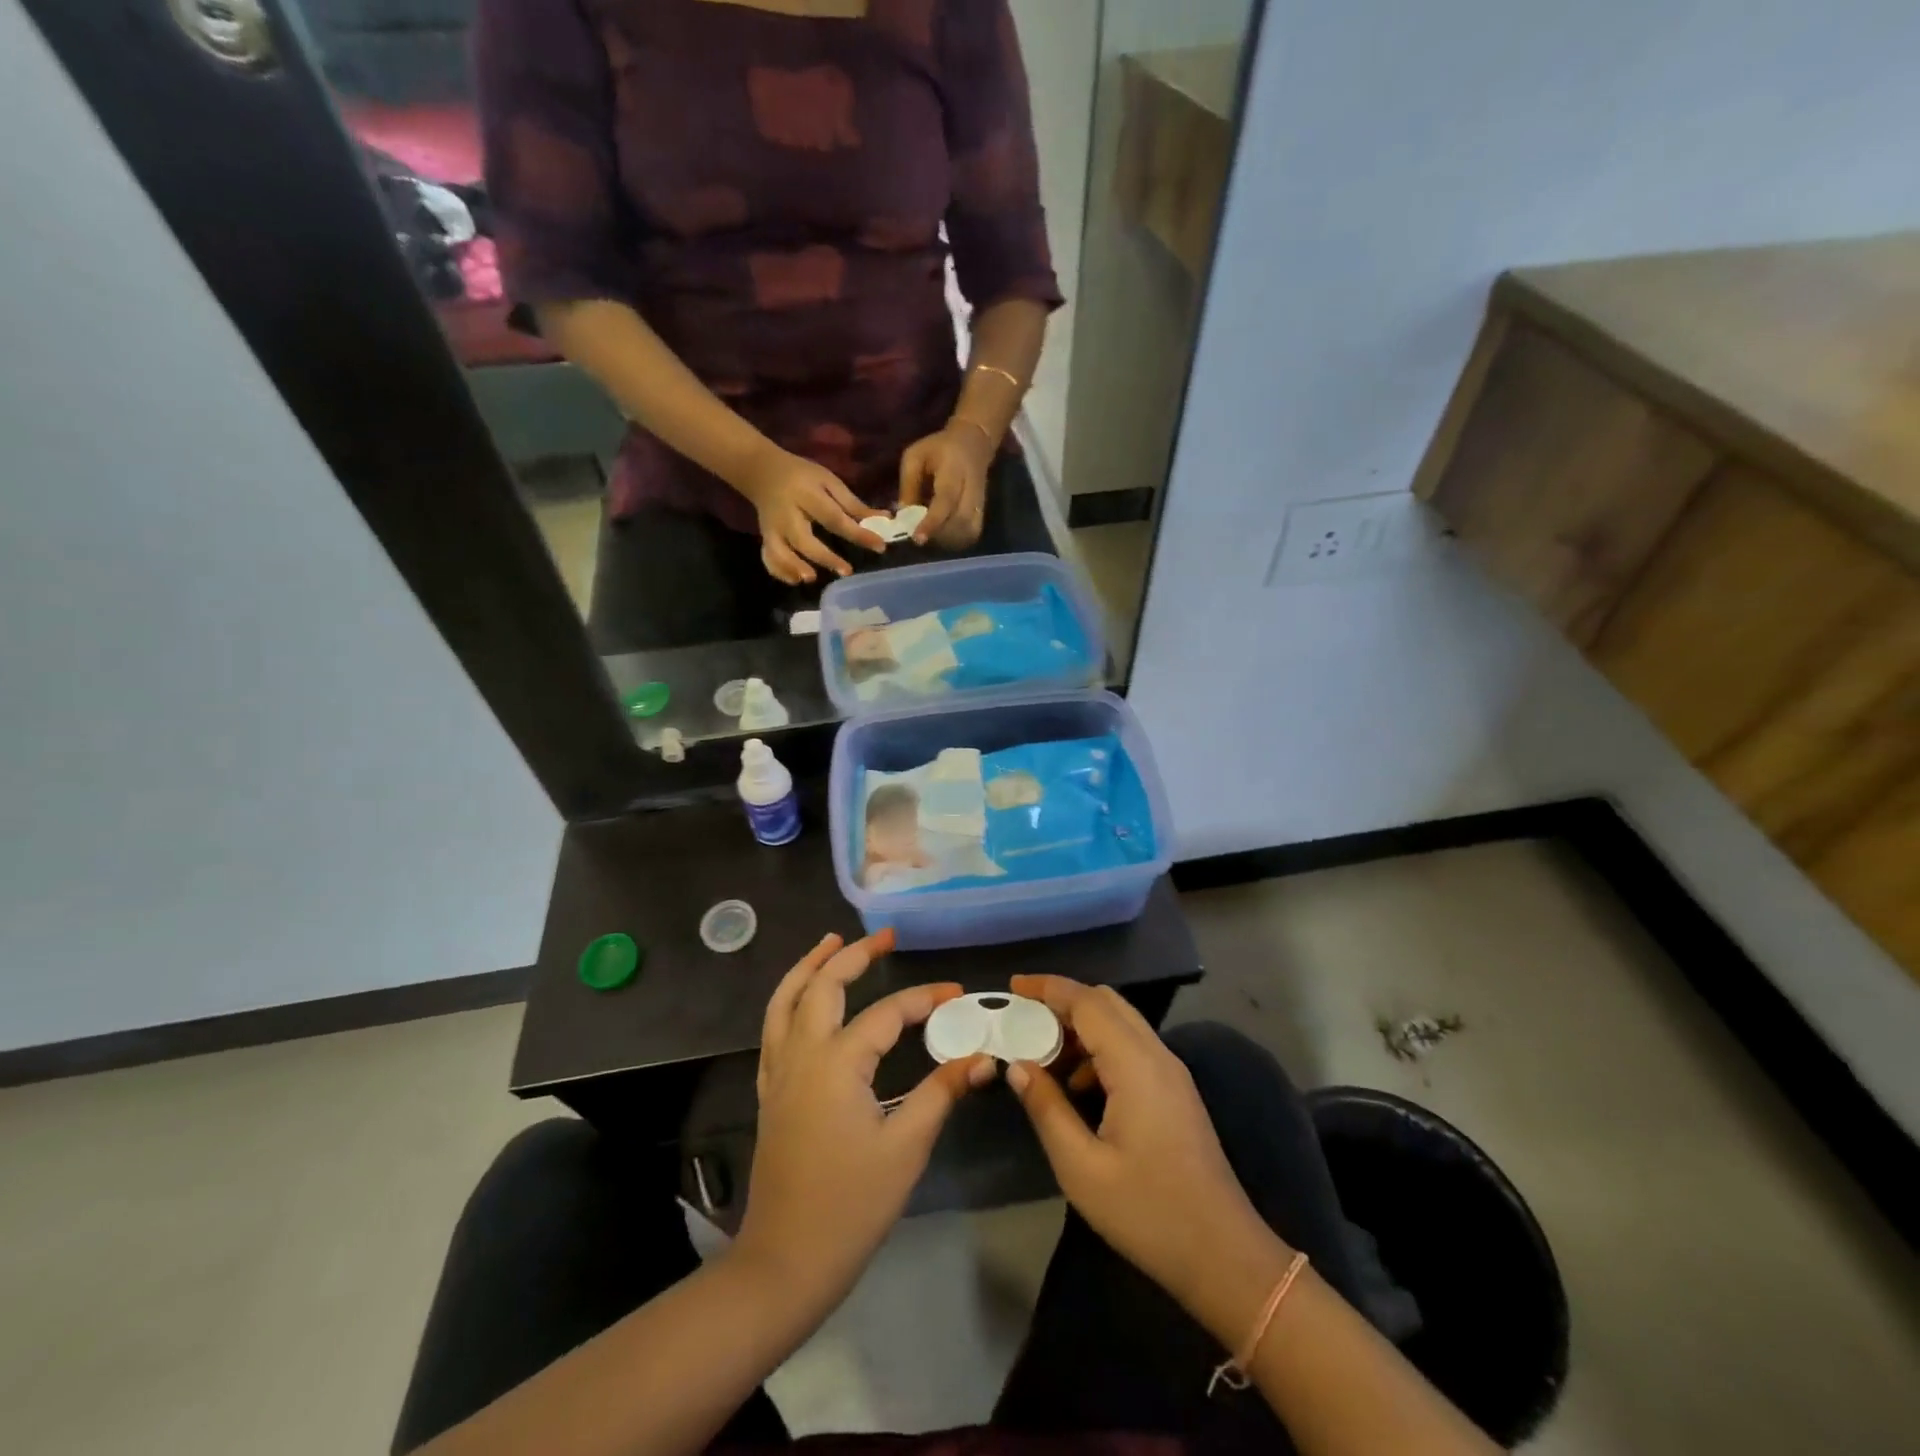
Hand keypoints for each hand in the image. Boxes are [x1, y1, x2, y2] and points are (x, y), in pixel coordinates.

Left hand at [733, 931, 995, 1316]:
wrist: (786, 1261)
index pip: (887, 1014)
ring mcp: (779, 1072)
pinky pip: (773, 1028)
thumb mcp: (906, 1148)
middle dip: (854, 954)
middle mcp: (803, 1054)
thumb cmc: (851, 1206)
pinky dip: (789, 1000)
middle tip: (885, 935)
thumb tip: (982, 1058)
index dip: (925, 999)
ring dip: (809, 966)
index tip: (957, 993)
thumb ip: (942, 1093)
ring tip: (830, 941)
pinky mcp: (770, 1091)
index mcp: (837, 1063)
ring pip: (786, 1000)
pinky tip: (804, 1001)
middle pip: (823, 986)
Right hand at [738, 448, 887, 584]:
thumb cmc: (803, 476)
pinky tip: (795, 581)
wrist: (761, 470)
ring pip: (779, 551)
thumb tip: (885, 518)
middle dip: (825, 556)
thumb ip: (853, 503)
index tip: (879, 546)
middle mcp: (787, 514)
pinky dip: (779, 571)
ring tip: (811, 578)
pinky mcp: (765, 538)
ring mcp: (772, 528)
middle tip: (847, 571)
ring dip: (794, 566)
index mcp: (807, 495)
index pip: (834, 518)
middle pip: (803, 539)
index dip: (857, 534)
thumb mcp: (828, 481)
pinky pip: (768, 557)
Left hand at [898, 421, 994, 548]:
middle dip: (936, 534)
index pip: (946, 500)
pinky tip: (941, 534)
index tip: (917, 538)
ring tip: (928, 532)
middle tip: (918, 533)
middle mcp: (972, 489)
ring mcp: (980, 504)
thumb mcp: (915, 457)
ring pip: (966, 533)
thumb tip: (902, 517)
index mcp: (954, 470)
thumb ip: (908, 485)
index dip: (932, 521)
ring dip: (944, 539)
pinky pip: (970, 535)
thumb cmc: (939, 449)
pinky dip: (954, 540)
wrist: (974, 444)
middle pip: (959, 522)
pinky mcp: (982, 514)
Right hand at [1004, 977, 1290, 1340]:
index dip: (1048, 988)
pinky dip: (1100, 1047)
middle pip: (1106, 1002)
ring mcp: (1171, 1072)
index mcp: (1135, 1065)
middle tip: (1023, 1019)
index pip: (1087, 1002)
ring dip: (1081, 1026)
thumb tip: (1017, 1065)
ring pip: (1121, 1023)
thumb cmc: (1149, 1213)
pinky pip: (1132, 1047)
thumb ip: (1046, 1108)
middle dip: (1063, 1001)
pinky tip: (1077, 1085)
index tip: (1013, 986)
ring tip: (1043, 1054)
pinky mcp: (1175, 1091)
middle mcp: (1157, 1055)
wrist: (1224, 1257)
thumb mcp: (1082, 1169)